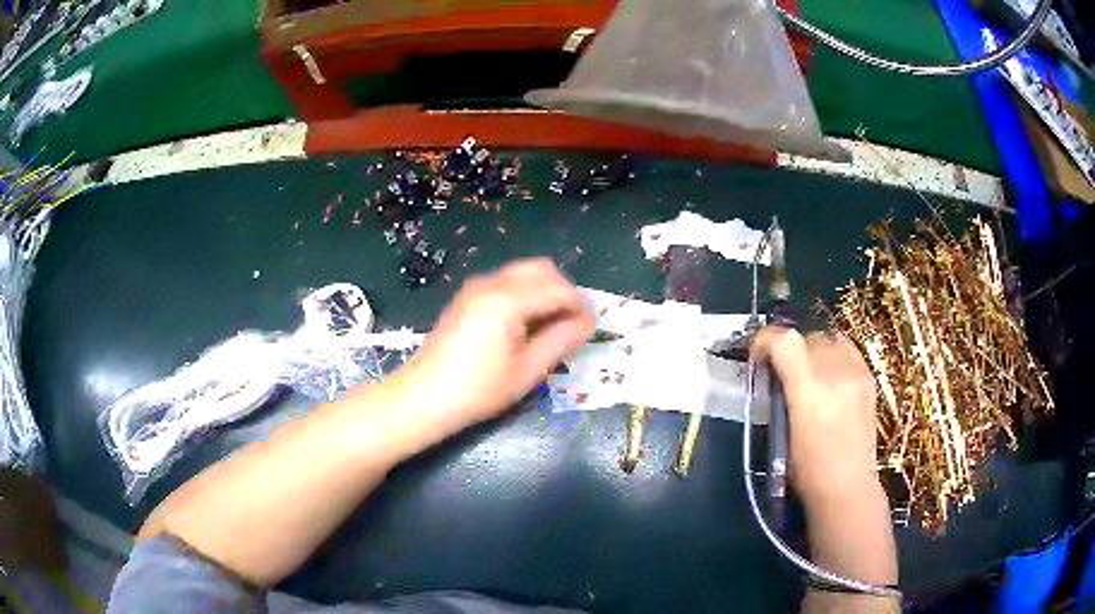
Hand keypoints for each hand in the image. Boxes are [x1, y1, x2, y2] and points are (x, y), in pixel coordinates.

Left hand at [393, 258, 593, 434]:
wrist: (425, 397)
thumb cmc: (478, 390)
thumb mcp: (527, 370)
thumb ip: (561, 340)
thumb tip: (587, 321)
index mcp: (507, 299)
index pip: (558, 289)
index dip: (580, 306)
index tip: (590, 329)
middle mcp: (491, 282)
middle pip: (542, 269)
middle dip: (563, 291)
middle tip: (571, 325)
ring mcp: (476, 286)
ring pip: (523, 272)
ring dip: (544, 291)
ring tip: (550, 327)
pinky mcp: (467, 296)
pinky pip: (506, 282)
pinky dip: (525, 294)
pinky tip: (524, 325)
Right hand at [751, 328, 880, 506]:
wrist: (848, 488)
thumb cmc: (807, 471)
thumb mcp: (782, 433)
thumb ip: (779, 396)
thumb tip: (772, 373)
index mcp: (808, 392)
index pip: (785, 342)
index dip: (766, 339)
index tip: (758, 354)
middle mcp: (835, 375)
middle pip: (808, 337)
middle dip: (791, 348)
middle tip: (782, 370)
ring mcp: (856, 375)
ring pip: (830, 339)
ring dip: (814, 351)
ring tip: (809, 373)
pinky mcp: (869, 380)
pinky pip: (848, 353)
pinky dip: (834, 358)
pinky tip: (831, 381)